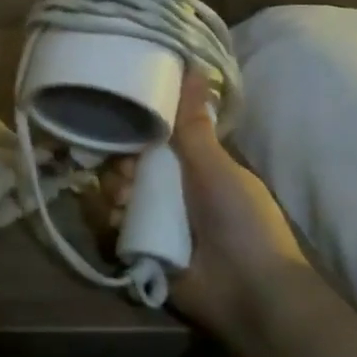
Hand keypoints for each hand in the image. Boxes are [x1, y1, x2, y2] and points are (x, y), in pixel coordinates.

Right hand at [82, 68, 307, 340]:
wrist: (249, 291)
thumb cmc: (241, 220)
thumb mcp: (217, 165)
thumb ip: (192, 121)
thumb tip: (194, 65)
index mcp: (190, 172)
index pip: (147, 144)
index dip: (132, 135)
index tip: (123, 130)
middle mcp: (168, 195)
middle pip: (124, 169)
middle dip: (118, 169)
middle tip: (128, 177)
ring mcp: (151, 225)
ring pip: (111, 197)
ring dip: (113, 196)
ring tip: (127, 206)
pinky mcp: (136, 251)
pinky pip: (107, 228)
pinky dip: (107, 223)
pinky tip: (117, 223)